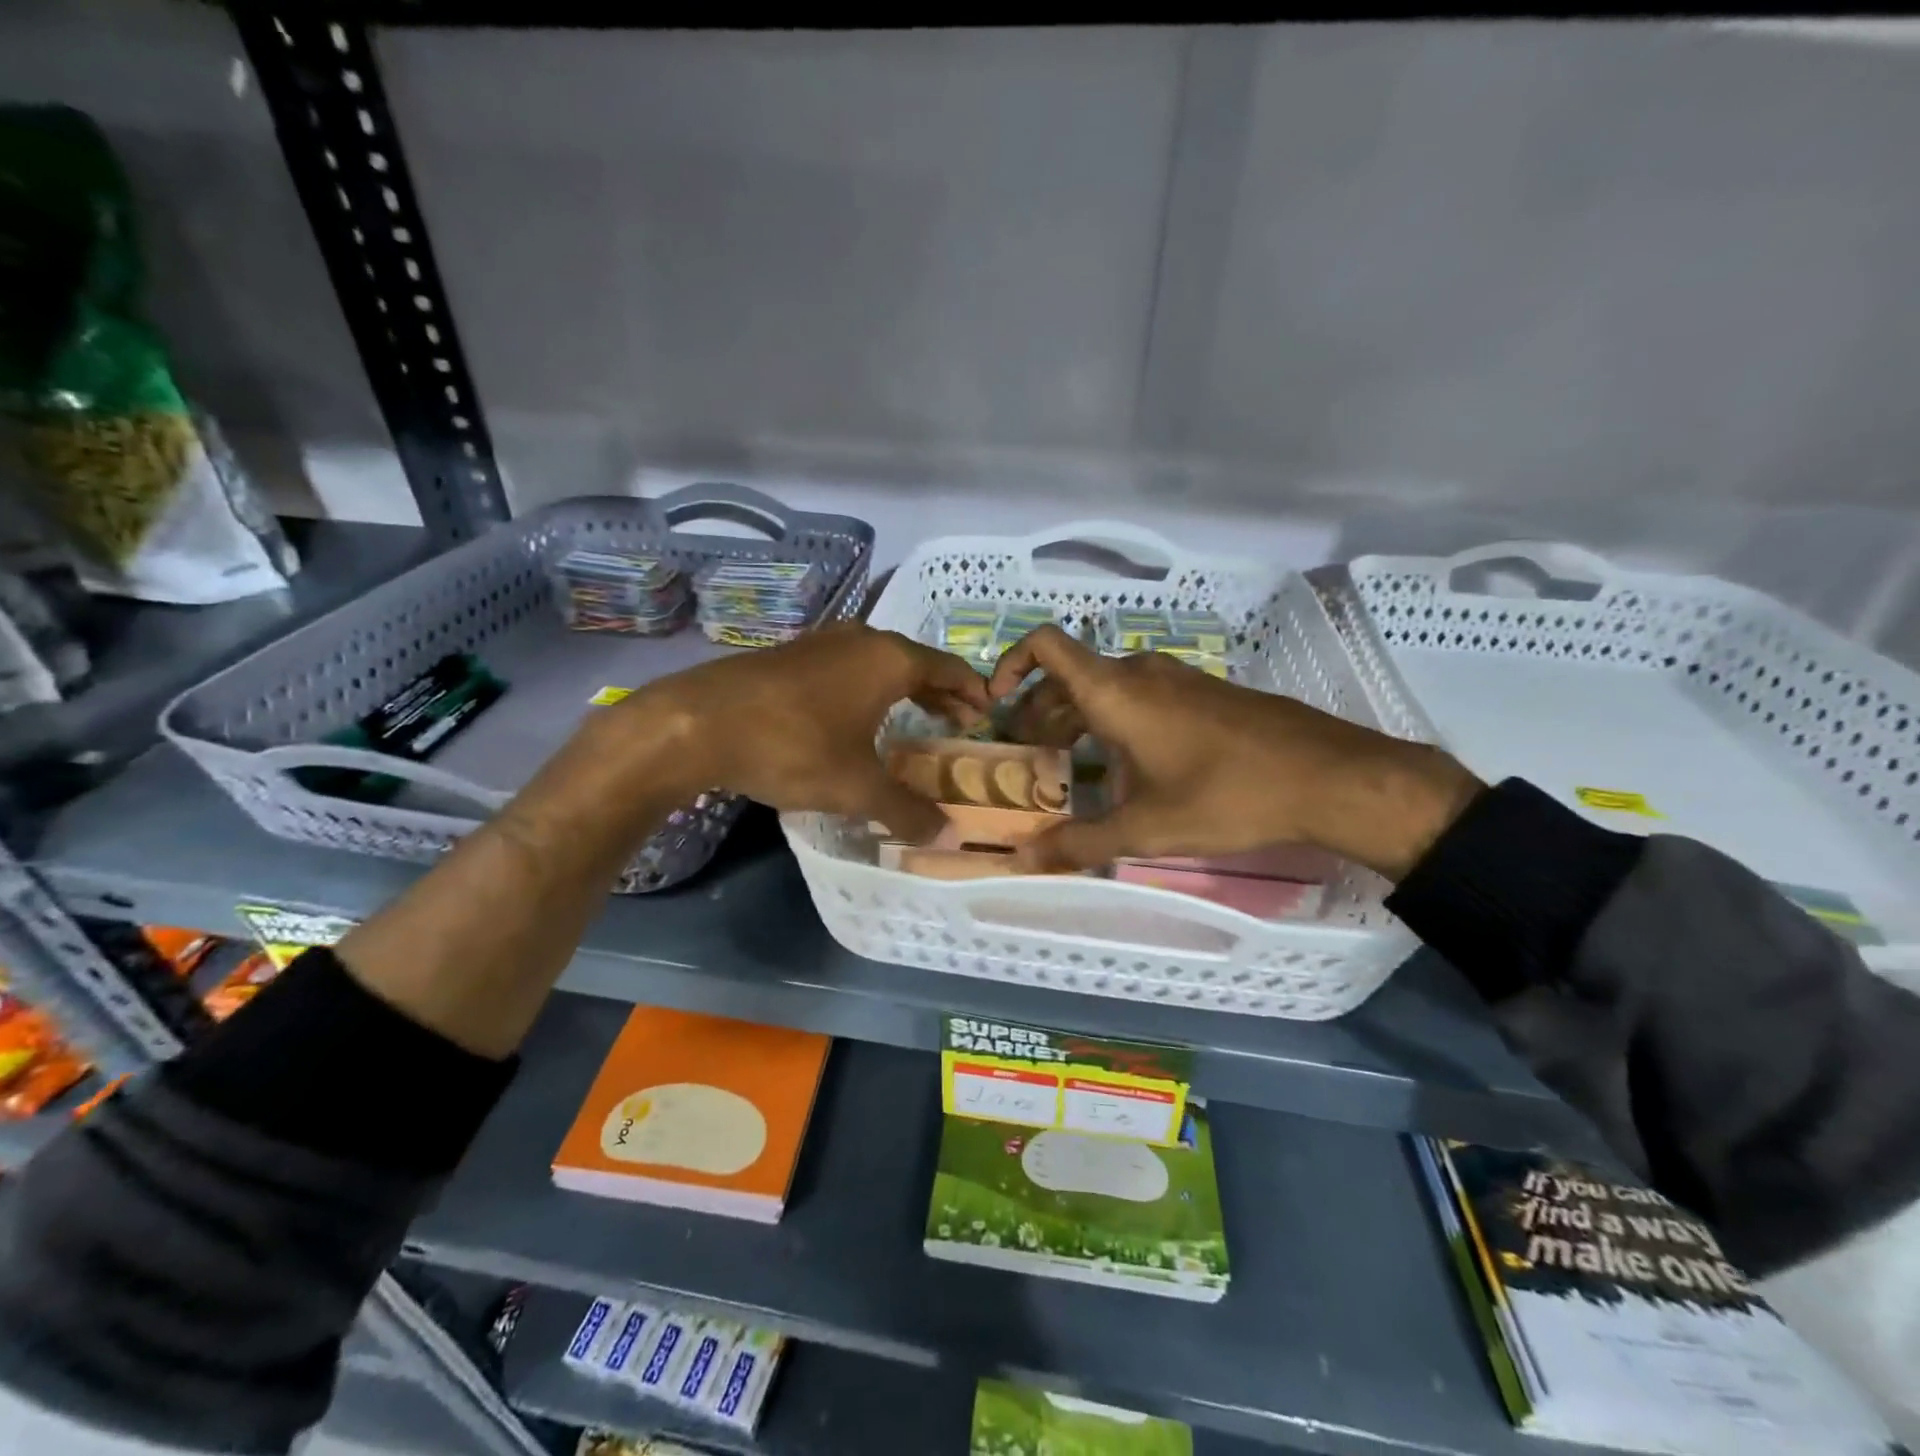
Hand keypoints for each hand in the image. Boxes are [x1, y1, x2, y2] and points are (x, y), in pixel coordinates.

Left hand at [620, 623, 991, 839]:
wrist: (697, 723)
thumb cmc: (793, 746)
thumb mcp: (857, 787)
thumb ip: (907, 810)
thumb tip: (947, 836)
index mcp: (889, 659)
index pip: (949, 669)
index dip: (972, 692)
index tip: (988, 713)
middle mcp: (860, 639)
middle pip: (915, 663)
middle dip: (939, 693)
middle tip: (957, 722)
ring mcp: (820, 644)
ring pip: (877, 663)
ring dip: (901, 690)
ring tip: (912, 719)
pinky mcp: (788, 656)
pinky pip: (845, 668)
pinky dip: (865, 689)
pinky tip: (854, 717)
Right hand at [986, 626, 1481, 878]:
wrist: (1328, 776)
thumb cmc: (1226, 795)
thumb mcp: (1145, 827)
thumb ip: (1079, 843)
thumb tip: (1022, 862)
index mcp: (1115, 692)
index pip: (1046, 645)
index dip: (1010, 663)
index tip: (997, 703)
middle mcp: (1141, 673)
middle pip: (1070, 675)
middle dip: (1040, 709)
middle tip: (1028, 754)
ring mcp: (1177, 679)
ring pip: (1107, 687)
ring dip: (1077, 716)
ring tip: (1068, 761)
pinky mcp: (1204, 693)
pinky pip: (1141, 695)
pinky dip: (1114, 719)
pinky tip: (1126, 764)